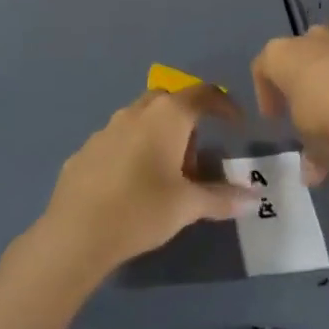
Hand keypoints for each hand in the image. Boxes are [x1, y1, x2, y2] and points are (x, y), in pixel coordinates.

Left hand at [36, 86, 254, 280]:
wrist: (75, 233)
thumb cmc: (141, 210)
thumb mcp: (187, 206)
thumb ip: (221, 198)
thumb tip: (253, 198)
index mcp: (168, 115)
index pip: (204, 94)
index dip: (224, 105)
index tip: (237, 124)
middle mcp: (137, 111)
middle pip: (170, 101)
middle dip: (187, 121)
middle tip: (194, 158)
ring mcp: (107, 128)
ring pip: (141, 118)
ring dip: (158, 135)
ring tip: (164, 175)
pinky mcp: (85, 149)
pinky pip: (118, 140)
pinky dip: (132, 152)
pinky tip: (130, 186)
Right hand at [252, 26, 328, 182]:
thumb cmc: (323, 110)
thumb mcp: (310, 138)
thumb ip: (310, 154)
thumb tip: (310, 177)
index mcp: (281, 54)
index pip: (262, 67)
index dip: (265, 92)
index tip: (274, 117)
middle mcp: (309, 40)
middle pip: (299, 57)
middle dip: (300, 82)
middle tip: (304, 110)